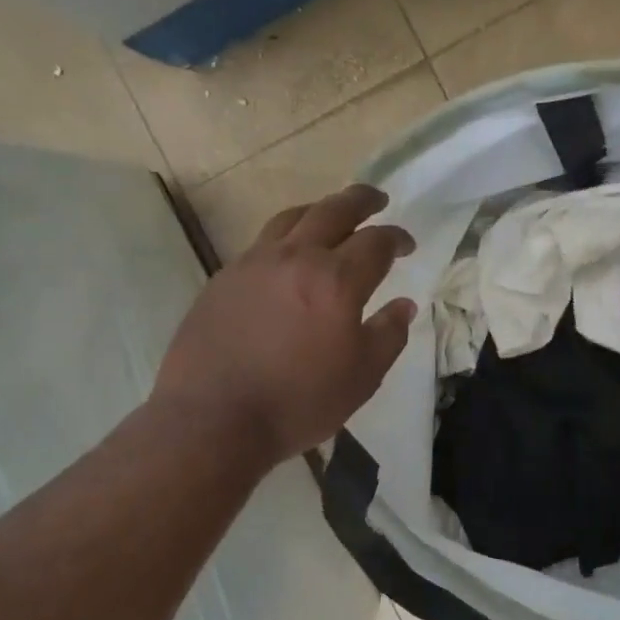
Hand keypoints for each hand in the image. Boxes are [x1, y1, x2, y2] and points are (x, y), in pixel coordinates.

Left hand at [152, 185, 416, 464]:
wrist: (213, 419)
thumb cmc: (298, 402)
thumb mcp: (362, 377)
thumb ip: (388, 335)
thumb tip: (404, 305)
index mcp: (337, 280)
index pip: (376, 242)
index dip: (397, 238)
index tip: (406, 245)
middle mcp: (296, 258)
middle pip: (334, 210)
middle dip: (361, 201)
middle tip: (376, 200)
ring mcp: (254, 263)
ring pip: (293, 218)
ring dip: (320, 209)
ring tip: (331, 215)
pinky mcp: (224, 277)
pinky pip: (262, 242)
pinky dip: (286, 236)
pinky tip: (288, 256)